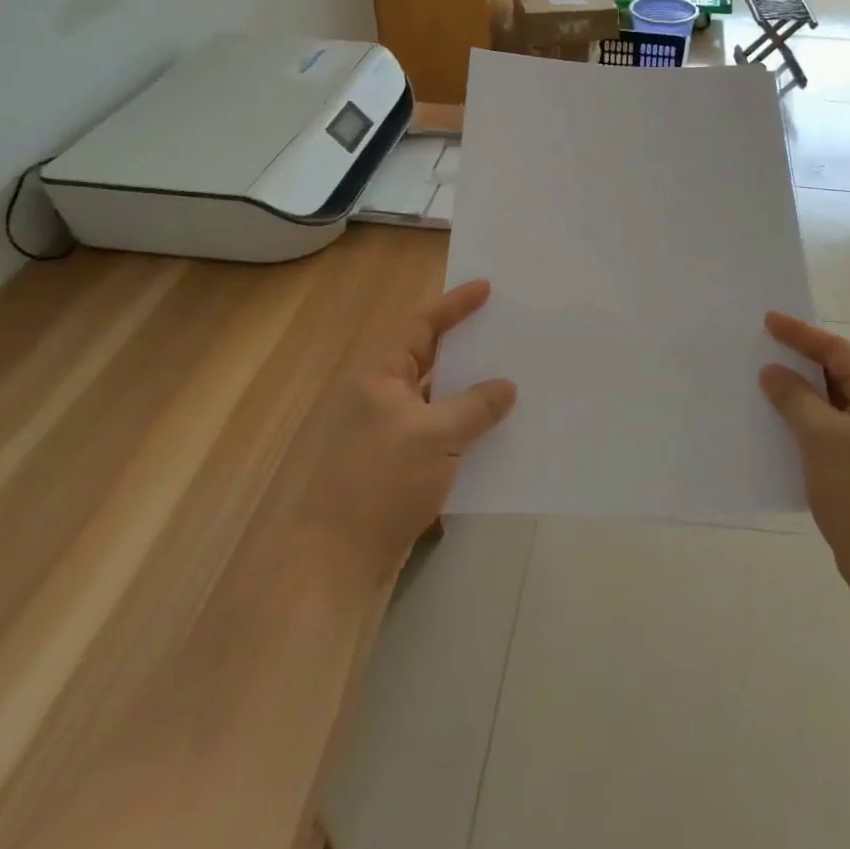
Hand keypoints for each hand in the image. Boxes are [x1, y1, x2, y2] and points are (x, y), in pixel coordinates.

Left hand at [304, 280, 515, 589]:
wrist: (337, 560)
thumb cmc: (382, 482)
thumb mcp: (436, 436)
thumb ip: (475, 406)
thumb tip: (505, 386)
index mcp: (381, 377)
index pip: (422, 327)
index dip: (454, 305)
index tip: (487, 288)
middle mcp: (382, 397)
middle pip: (430, 359)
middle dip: (467, 346)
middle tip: (506, 330)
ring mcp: (388, 432)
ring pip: (437, 398)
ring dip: (469, 390)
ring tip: (512, 378)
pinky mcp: (397, 465)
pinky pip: (438, 431)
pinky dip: (464, 427)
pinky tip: (494, 433)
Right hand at [760, 312, 849, 604]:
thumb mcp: (823, 438)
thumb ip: (796, 398)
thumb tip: (773, 372)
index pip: (838, 351)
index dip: (802, 334)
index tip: (768, 320)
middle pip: (839, 374)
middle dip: (801, 360)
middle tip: (763, 347)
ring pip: (833, 405)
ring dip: (801, 394)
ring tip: (764, 383)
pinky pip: (832, 432)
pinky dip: (806, 424)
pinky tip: (780, 429)